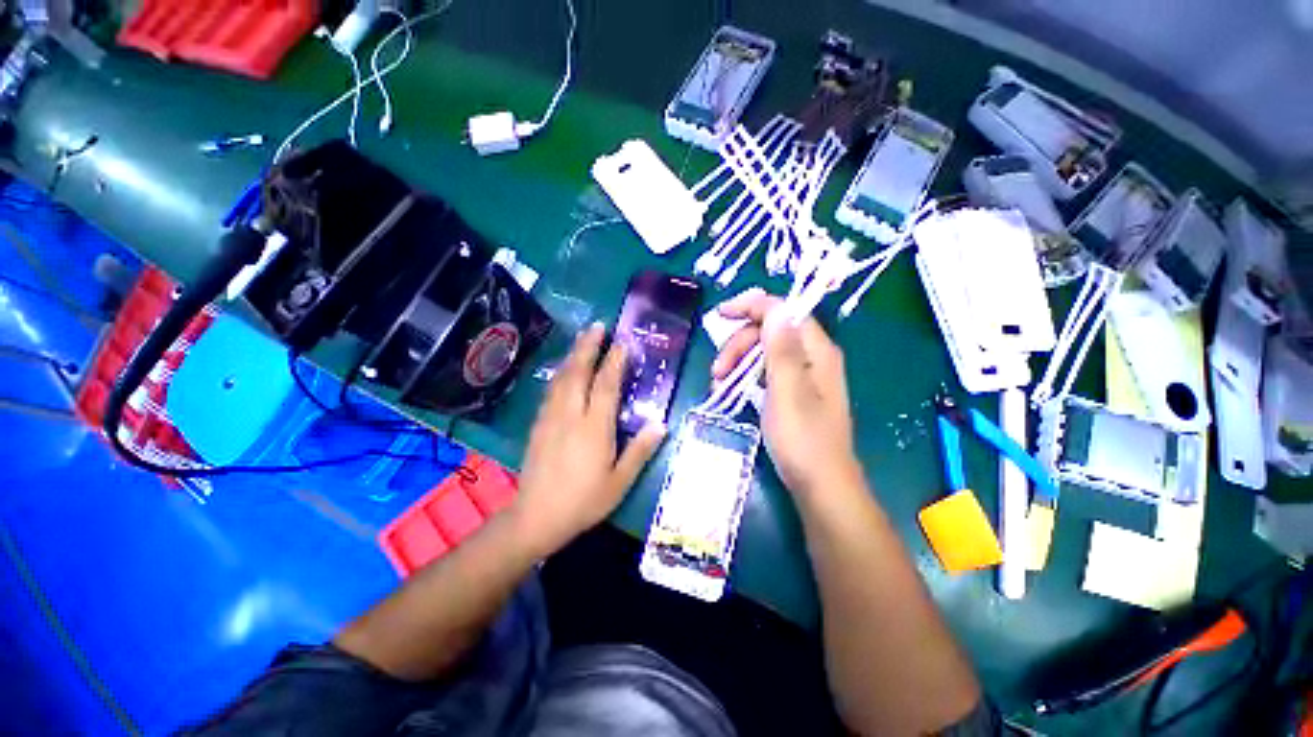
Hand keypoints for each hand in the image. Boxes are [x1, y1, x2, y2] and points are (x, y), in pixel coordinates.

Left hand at [512, 323, 665, 555]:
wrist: (536, 517)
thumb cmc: (584, 500)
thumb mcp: (620, 481)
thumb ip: (640, 450)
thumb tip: (661, 424)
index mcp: (594, 427)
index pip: (606, 385)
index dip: (615, 361)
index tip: (622, 343)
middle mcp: (570, 415)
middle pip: (578, 372)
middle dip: (588, 346)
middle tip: (597, 326)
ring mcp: (550, 417)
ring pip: (562, 377)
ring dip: (573, 355)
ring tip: (582, 339)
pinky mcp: (538, 424)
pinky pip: (551, 390)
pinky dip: (561, 373)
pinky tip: (564, 369)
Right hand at [712, 289, 860, 496]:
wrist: (820, 484)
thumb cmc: (802, 438)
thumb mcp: (787, 390)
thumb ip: (781, 347)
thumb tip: (774, 307)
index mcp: (816, 349)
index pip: (783, 310)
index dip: (750, 306)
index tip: (719, 316)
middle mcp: (812, 355)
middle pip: (769, 330)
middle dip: (738, 344)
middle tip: (717, 370)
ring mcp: (803, 374)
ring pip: (763, 350)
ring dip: (738, 361)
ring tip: (719, 384)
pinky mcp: (793, 391)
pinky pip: (766, 370)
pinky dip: (746, 375)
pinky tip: (732, 389)